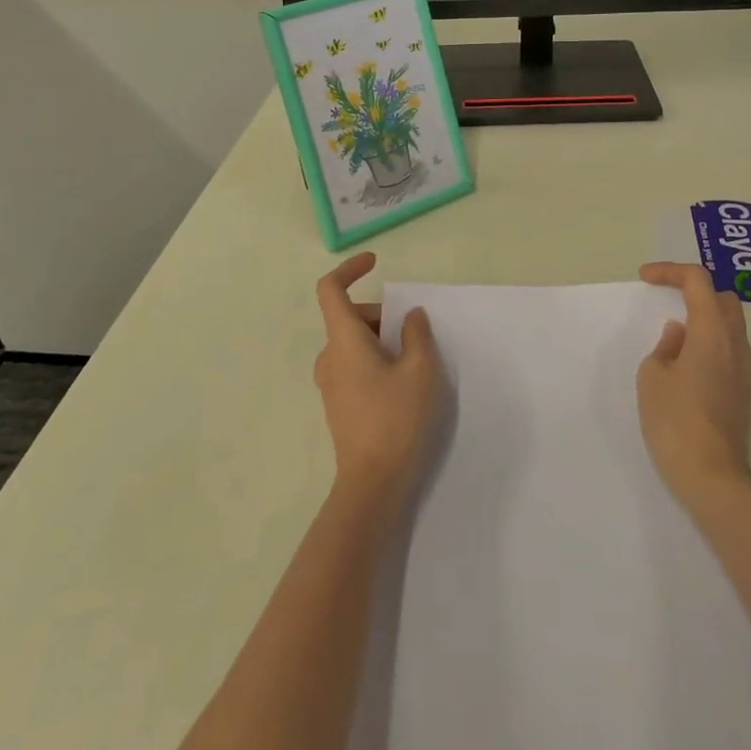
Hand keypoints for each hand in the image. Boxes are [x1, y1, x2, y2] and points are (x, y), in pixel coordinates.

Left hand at [313, 253, 443, 516]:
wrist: (372, 485)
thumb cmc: (396, 420)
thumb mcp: (421, 370)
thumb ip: (417, 334)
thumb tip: (410, 315)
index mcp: (343, 340)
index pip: (330, 289)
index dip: (350, 269)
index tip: (376, 263)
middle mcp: (329, 357)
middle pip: (349, 316)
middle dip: (381, 314)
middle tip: (415, 335)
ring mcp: (330, 383)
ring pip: (353, 342)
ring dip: (381, 339)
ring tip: (414, 362)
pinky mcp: (338, 404)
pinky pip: (354, 365)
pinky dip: (376, 359)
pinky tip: (402, 385)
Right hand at [636, 262, 750, 509]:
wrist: (712, 477)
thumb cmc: (675, 420)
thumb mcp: (653, 375)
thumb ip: (666, 345)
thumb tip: (680, 334)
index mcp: (712, 331)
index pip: (698, 281)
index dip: (670, 271)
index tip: (645, 278)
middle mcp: (735, 344)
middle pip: (723, 298)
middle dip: (695, 290)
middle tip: (667, 298)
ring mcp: (745, 370)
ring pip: (730, 326)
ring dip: (704, 318)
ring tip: (674, 333)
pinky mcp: (744, 393)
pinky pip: (729, 351)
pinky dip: (709, 343)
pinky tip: (687, 363)